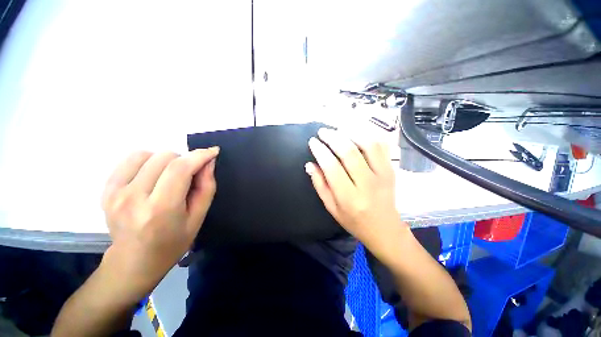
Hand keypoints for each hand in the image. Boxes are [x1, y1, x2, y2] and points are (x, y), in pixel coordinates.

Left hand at [100, 148, 218, 298]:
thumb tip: (208, 162)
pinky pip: (130, 159)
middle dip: (184, 161)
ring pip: (147, 154)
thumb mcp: (198, 217)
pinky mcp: (106, 190)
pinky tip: (152, 176)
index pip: (180, 169)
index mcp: (160, 209)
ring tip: (169, 177)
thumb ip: (206, 187)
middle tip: (189, 176)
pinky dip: (147, 161)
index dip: (199, 155)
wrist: (133, 261)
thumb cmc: (173, 242)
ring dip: (166, 161)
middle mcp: (133, 198)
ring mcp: (115, 193)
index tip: (213, 151)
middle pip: (165, 157)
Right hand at [306, 128, 405, 252]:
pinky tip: (356, 133)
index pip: (332, 167)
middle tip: (323, 132)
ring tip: (338, 129)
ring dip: (351, 132)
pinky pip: (380, 146)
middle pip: (349, 152)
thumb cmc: (353, 220)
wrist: (384, 228)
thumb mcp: (331, 208)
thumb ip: (320, 185)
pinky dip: (367, 135)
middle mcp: (367, 184)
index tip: (313, 141)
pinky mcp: (391, 170)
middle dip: (333, 137)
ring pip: (367, 144)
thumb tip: (310, 164)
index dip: (320, 151)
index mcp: (349, 197)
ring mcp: (383, 175)